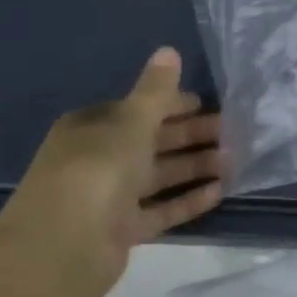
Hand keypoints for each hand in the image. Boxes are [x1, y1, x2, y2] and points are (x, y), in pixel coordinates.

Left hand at [0, 48, 222, 282]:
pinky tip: (219, 192)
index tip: (206, 103)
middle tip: (230, 132)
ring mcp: (108, 197)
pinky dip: (186, 200)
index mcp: (92, 127)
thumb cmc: (97, 169)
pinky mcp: (120, 230)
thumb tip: (169, 50)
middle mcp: (97, 159)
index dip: (170, 104)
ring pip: (158, 176)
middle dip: (189, 135)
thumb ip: (155, 91)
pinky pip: (159, 210)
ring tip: (233, 161)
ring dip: (193, 166)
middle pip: (150, 142)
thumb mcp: (131, 122)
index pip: (136, 109)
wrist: (64, 246)